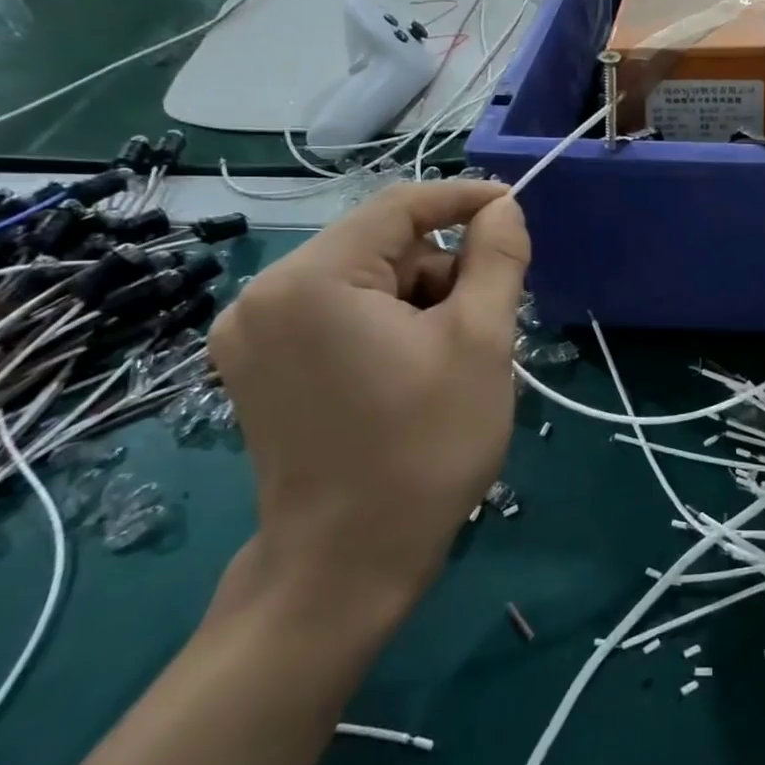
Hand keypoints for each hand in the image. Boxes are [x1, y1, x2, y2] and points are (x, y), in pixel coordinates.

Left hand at [209, 181, 529, 614]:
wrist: (348, 564)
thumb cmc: (425, 446)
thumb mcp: (481, 342)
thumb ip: (496, 259)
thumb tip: (502, 207)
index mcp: (312, 280)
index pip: (399, 205)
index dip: (464, 199)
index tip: (514, 210)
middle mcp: (264, 294)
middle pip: (379, 246)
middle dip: (442, 272)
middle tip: (486, 323)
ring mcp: (250, 334)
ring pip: (361, 281)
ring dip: (417, 302)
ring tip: (450, 360)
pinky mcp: (256, 368)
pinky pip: (335, 315)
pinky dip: (384, 325)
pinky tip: (411, 372)